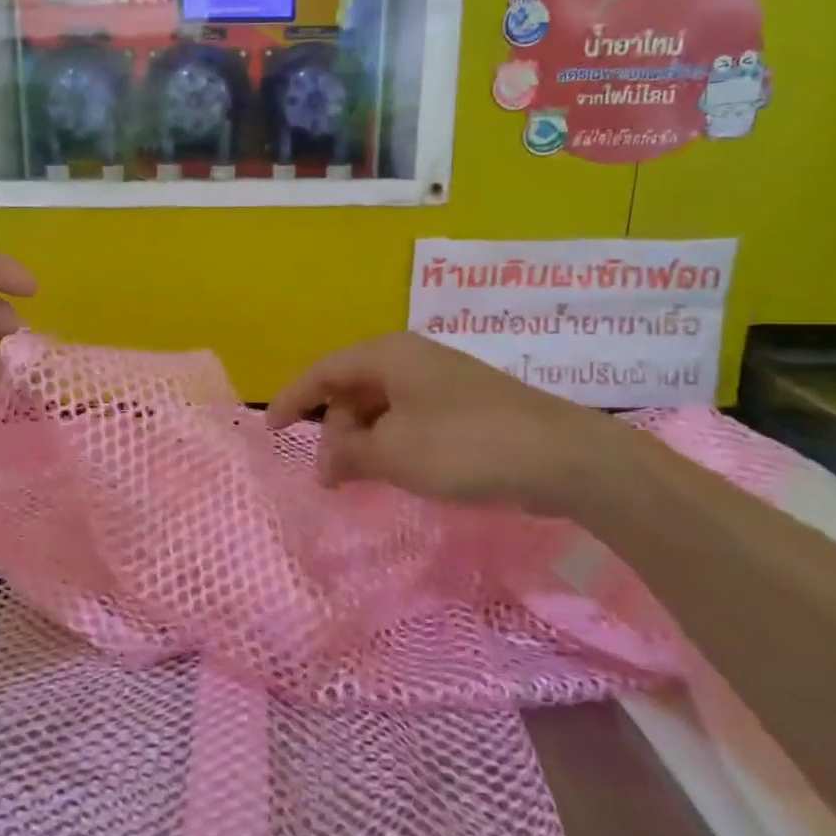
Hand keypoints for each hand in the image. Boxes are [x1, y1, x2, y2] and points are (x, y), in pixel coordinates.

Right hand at [266, 332, 633, 518]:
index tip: (271, 430)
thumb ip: (347, 455)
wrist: (564, 457)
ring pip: (382, 407)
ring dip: (365, 441)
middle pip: (353, 388)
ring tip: (363, 479)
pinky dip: (393, 444)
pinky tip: (399, 472)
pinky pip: (410, 420)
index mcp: (388, 355)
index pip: (324, 371)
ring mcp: (441, 382)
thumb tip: (324, 462)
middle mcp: (412, 359)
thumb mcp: (394, 454)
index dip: (293, 399)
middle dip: (335, 430)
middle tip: (332, 476)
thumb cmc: (465, 445)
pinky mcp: (465, 407)